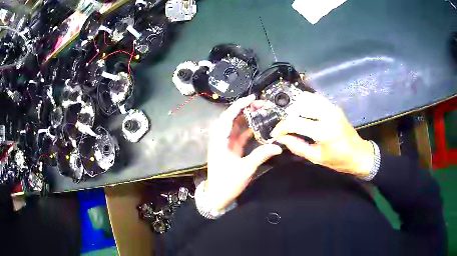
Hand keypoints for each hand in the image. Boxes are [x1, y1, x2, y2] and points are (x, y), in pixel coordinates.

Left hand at [205, 95, 282, 210]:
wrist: (217, 196)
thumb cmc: (227, 182)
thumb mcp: (245, 169)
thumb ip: (261, 155)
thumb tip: (278, 147)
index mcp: (220, 140)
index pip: (228, 117)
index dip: (239, 105)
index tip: (252, 98)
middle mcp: (221, 139)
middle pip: (232, 119)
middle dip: (245, 109)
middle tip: (260, 104)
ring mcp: (226, 144)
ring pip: (236, 126)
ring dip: (247, 118)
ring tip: (261, 111)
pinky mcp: (230, 150)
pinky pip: (239, 136)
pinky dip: (248, 130)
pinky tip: (258, 126)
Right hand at [271, 92, 373, 177]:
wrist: (359, 154)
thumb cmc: (339, 160)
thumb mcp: (316, 158)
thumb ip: (297, 146)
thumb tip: (282, 138)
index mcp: (324, 131)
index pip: (295, 122)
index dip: (282, 127)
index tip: (275, 133)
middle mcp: (328, 114)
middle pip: (300, 105)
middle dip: (288, 115)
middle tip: (284, 126)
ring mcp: (332, 107)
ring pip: (307, 98)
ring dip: (296, 107)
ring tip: (292, 119)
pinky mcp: (334, 106)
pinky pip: (315, 98)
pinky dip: (305, 103)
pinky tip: (302, 113)